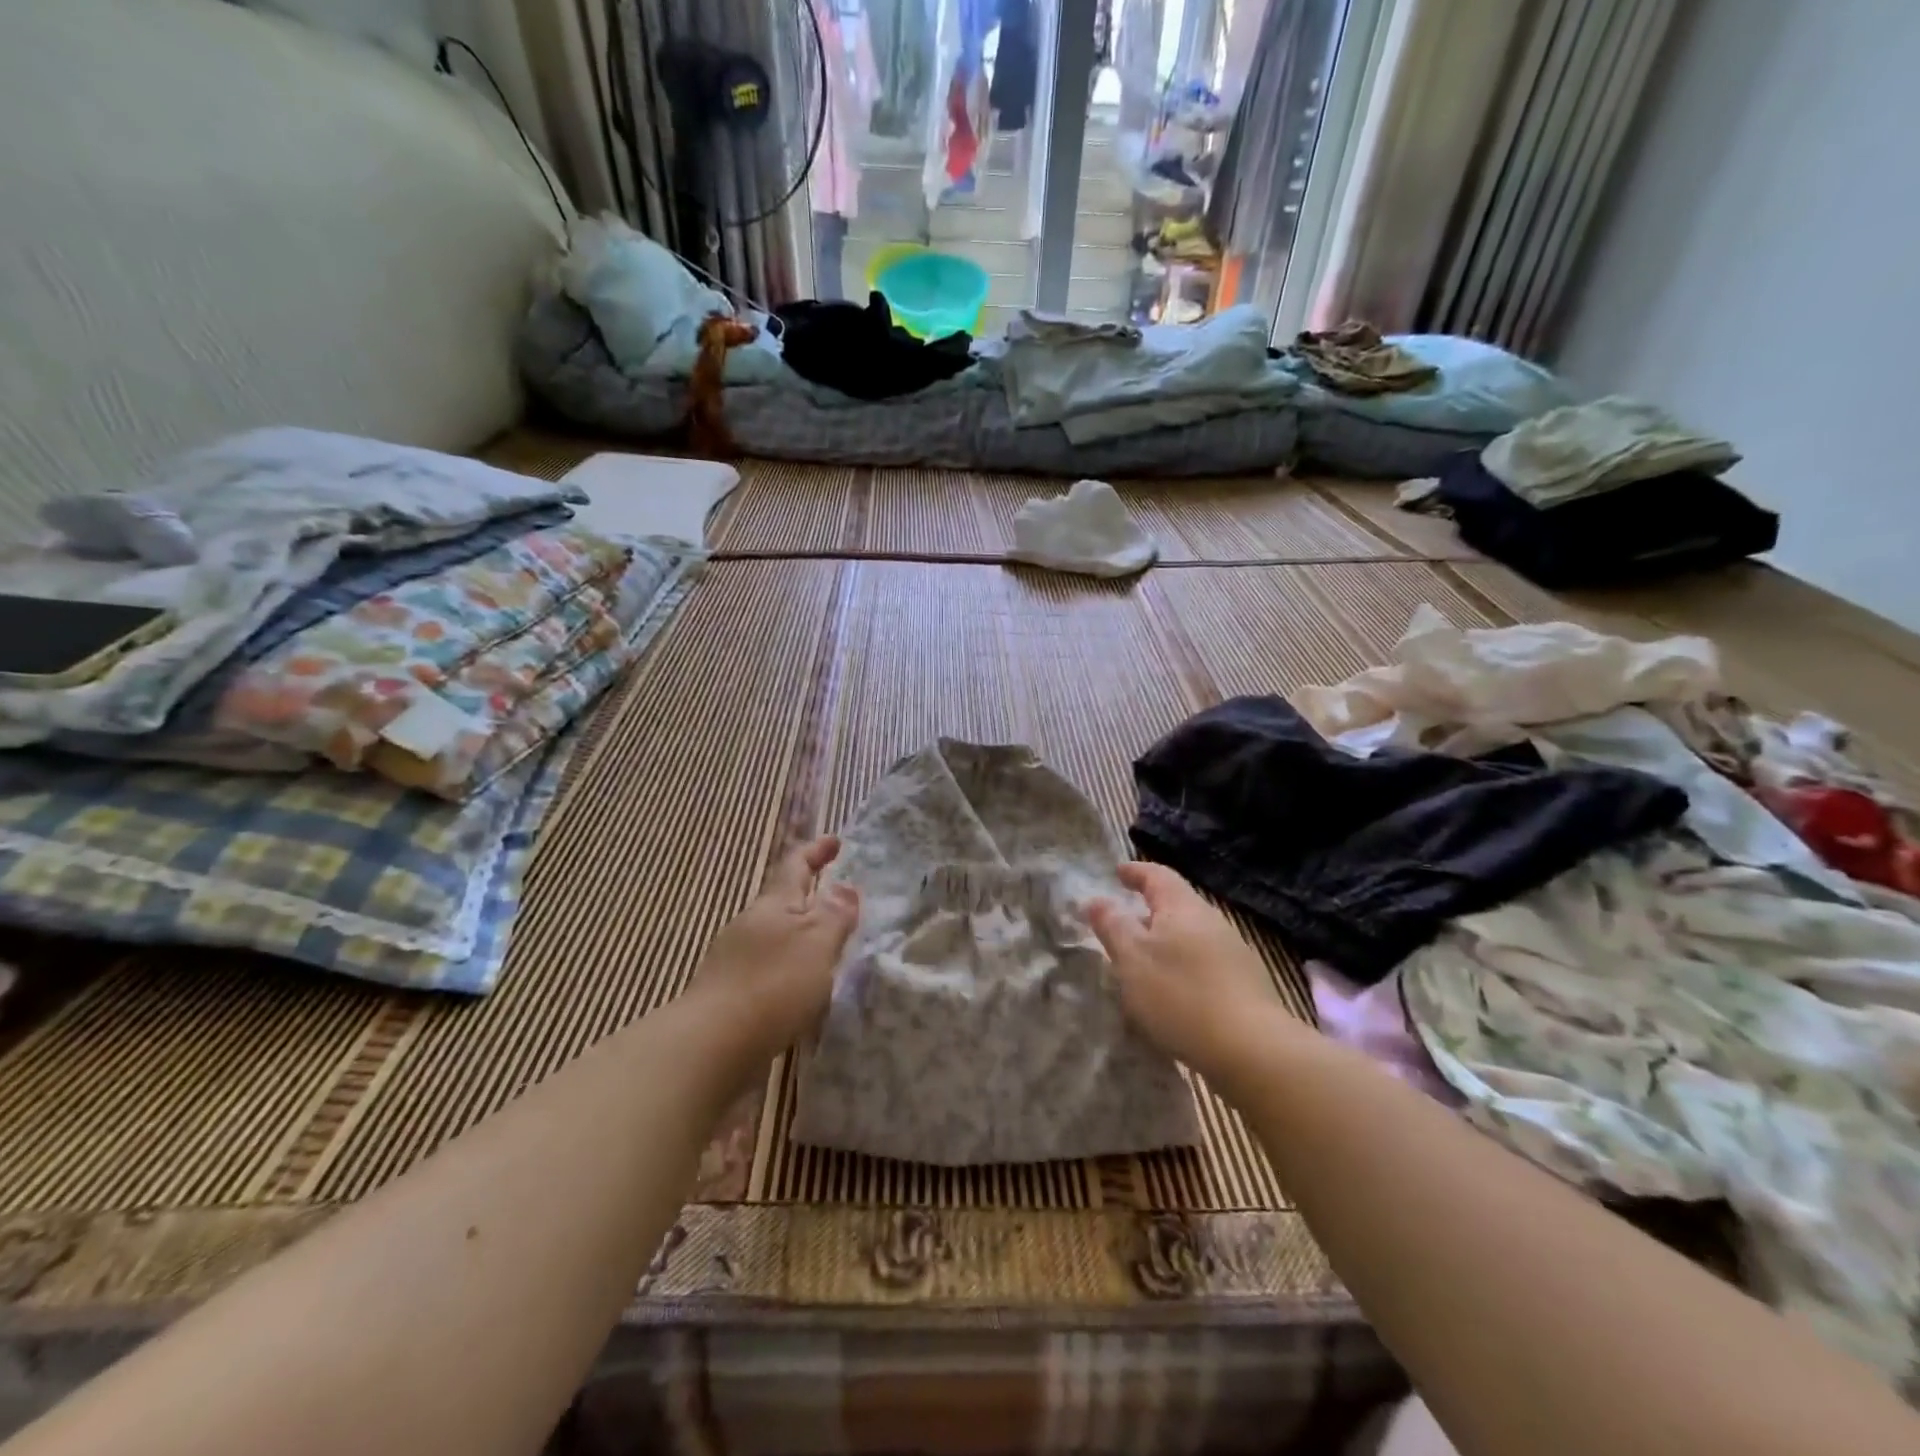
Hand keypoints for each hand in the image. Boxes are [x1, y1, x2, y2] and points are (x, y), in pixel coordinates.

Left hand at [690, 836, 860, 1064]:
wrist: (712, 1047)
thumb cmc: (773, 984)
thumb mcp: (817, 943)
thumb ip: (834, 915)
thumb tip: (845, 887)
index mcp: (773, 905)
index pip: (795, 866)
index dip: (816, 851)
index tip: (835, 840)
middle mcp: (750, 926)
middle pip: (782, 903)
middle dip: (809, 900)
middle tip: (839, 904)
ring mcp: (735, 962)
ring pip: (775, 940)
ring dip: (800, 940)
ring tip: (828, 952)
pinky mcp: (730, 997)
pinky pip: (768, 972)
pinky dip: (789, 973)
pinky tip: (802, 994)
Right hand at [1086, 862, 1288, 1084]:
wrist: (1252, 1050)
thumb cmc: (1181, 994)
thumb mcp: (1132, 958)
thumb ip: (1112, 925)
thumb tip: (1096, 900)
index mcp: (1184, 907)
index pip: (1158, 875)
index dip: (1136, 872)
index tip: (1118, 873)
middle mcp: (1212, 921)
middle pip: (1177, 905)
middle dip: (1149, 910)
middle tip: (1124, 921)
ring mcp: (1234, 953)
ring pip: (1191, 936)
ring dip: (1165, 942)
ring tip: (1143, 961)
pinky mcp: (1244, 985)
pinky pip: (1204, 962)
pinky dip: (1182, 966)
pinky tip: (1173, 991)